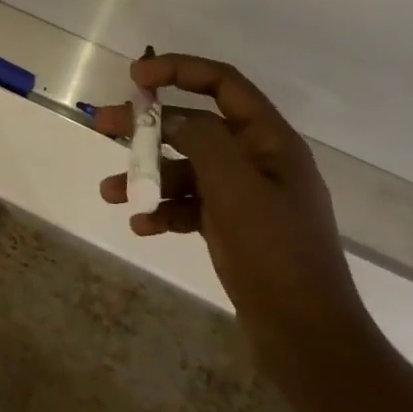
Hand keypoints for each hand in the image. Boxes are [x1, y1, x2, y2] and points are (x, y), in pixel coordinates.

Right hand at [93, 54, 373, 410]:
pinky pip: (193, 206)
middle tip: (104, 126)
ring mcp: (247, 197)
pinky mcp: (235, 229)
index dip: (178, 69)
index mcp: (270, 140)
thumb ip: (201, 140)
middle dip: (149, 126)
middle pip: (196, 125)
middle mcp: (258, 160)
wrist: (309, 342)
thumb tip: (172, 118)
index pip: (222, 84)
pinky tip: (142, 226)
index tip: (136, 76)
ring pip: (188, 169)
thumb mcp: (235, 188)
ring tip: (110, 192)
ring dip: (149, 177)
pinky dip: (166, 211)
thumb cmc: (274, 255)